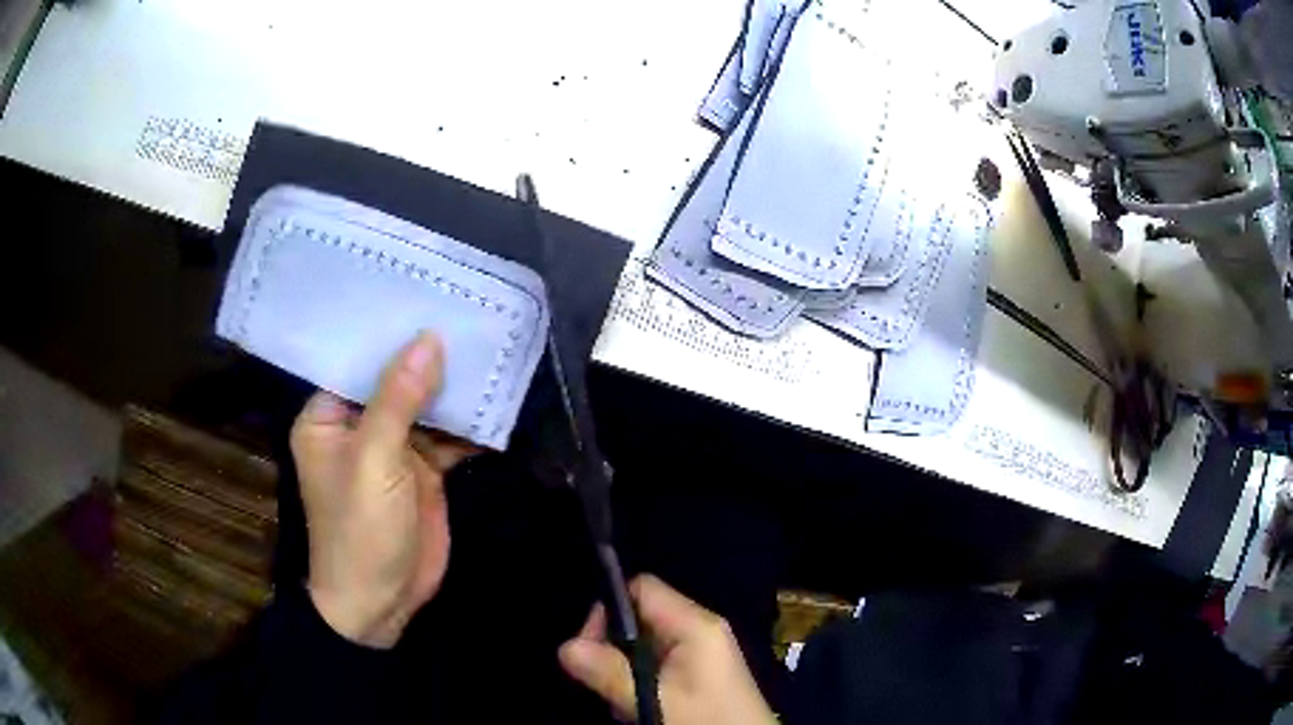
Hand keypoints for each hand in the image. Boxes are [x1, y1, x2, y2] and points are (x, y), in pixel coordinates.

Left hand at [290, 332, 474, 648]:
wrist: (382, 603)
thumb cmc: (360, 531)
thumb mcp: (374, 461)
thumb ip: (398, 400)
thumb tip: (429, 340)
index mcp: (328, 417)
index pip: (356, 360)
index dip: (387, 331)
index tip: (424, 293)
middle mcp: (359, 426)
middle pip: (395, 380)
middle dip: (428, 355)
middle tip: (467, 311)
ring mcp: (393, 449)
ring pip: (426, 407)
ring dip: (454, 388)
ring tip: (490, 345)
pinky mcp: (422, 472)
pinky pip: (448, 437)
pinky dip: (470, 425)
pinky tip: (498, 400)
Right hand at [558, 575, 775, 724]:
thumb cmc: (705, 719)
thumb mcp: (654, 700)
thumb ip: (609, 672)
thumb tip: (565, 646)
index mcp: (695, 623)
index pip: (642, 588)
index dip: (609, 608)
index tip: (587, 644)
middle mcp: (699, 629)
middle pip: (640, 618)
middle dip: (612, 647)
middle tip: (600, 680)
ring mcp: (702, 652)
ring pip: (645, 645)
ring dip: (624, 670)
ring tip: (622, 702)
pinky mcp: (700, 674)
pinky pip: (658, 665)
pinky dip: (640, 682)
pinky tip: (638, 708)